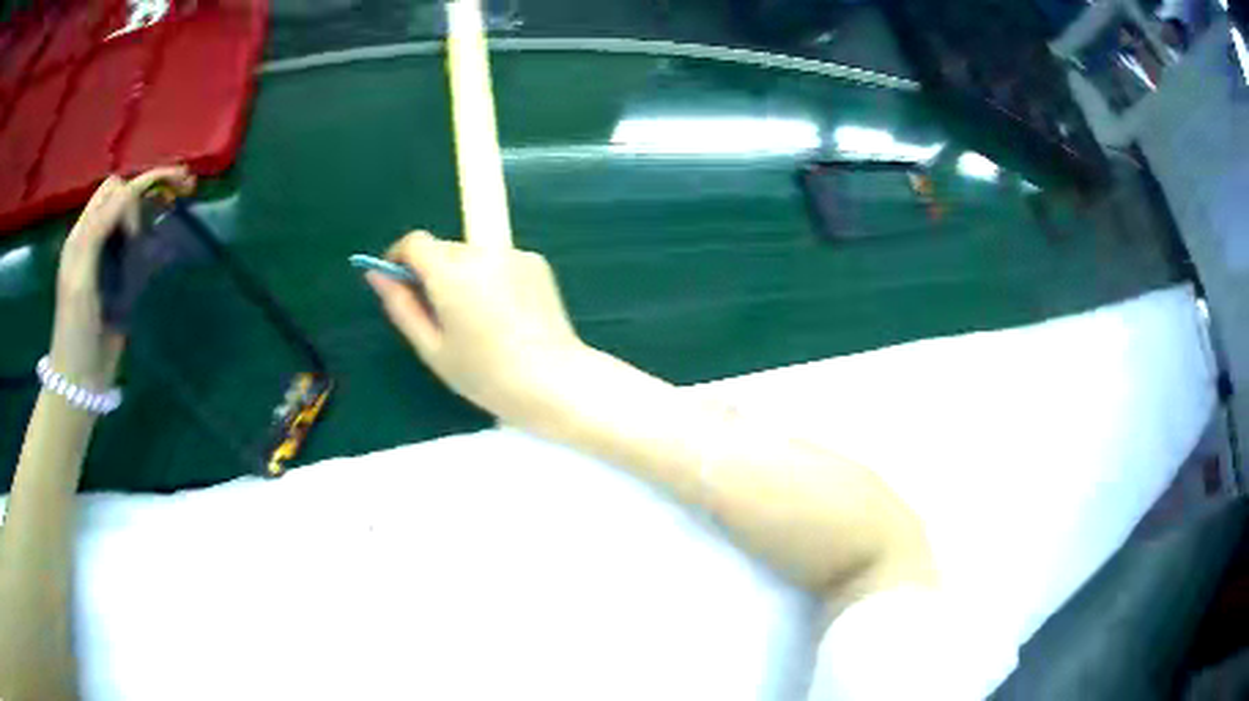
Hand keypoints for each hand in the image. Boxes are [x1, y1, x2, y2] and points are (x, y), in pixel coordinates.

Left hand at [50, 167, 195, 390]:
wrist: (80, 379)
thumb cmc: (75, 329)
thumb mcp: (80, 278)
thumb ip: (97, 231)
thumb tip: (130, 192)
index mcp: (82, 234)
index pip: (112, 192)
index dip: (134, 192)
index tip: (145, 222)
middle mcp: (95, 238)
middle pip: (123, 195)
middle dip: (148, 187)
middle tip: (175, 198)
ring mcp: (107, 258)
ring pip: (130, 216)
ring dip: (150, 208)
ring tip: (174, 209)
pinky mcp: (119, 277)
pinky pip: (135, 245)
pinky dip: (150, 236)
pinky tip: (162, 241)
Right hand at [365, 231, 585, 422]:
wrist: (553, 380)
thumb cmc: (485, 374)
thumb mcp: (432, 347)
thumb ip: (400, 306)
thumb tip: (375, 274)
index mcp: (451, 271)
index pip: (415, 241)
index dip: (399, 258)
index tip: (399, 284)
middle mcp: (482, 251)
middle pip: (444, 249)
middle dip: (433, 272)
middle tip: (440, 315)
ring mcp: (513, 253)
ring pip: (472, 255)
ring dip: (463, 275)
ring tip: (477, 319)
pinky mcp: (536, 261)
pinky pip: (499, 261)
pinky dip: (491, 277)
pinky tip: (504, 314)